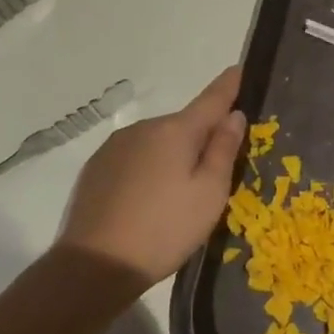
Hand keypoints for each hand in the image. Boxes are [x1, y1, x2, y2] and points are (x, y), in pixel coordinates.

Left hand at [56, 66, 245, 287]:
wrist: (93, 265)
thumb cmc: (164, 229)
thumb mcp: (209, 194)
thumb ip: (224, 150)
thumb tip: (233, 115)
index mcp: (176, 130)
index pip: (212, 98)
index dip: (229, 84)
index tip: (239, 68)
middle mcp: (144, 128)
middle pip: (184, 125)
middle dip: (200, 138)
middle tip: (212, 175)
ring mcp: (115, 146)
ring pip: (157, 142)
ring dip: (171, 156)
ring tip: (175, 198)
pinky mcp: (96, 167)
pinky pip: (134, 158)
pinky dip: (147, 170)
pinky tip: (145, 202)